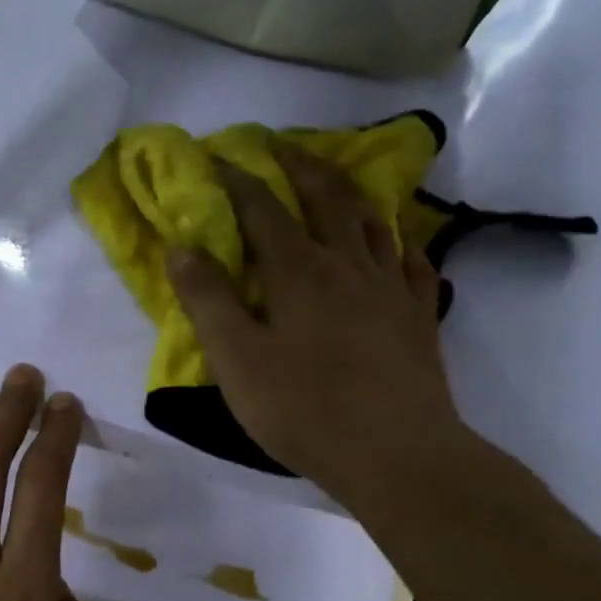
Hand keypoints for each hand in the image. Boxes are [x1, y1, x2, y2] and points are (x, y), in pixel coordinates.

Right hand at [168, 142, 472, 520]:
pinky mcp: (419, 316)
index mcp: (298, 271)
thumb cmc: (303, 409)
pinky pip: (411, 261)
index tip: (215, 156)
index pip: (261, 208)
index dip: (236, 178)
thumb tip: (181, 247)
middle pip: (326, 196)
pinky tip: (393, 244)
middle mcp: (348, 263)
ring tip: (332, 182)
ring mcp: (391, 287)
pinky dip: (397, 241)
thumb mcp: (236, 360)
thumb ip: (208, 300)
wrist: (396, 454)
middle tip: (278, 146)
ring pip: (372, 220)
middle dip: (298, 165)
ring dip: (347, 192)